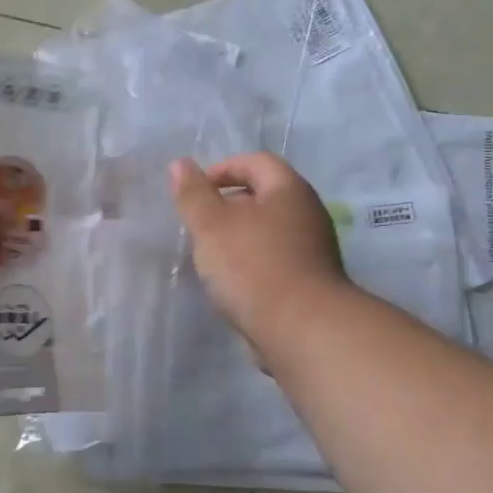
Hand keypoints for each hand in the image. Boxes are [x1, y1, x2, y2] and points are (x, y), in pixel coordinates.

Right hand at [169, 152, 349, 346]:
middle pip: (264, 195)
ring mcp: (313, 250)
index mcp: (289, 190)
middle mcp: (308, 214)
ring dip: (238, 237)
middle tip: (200, 224)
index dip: (223, 169)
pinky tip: (232, 283)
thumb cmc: (253, 267)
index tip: (196, 192)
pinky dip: (252, 263)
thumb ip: (193, 194)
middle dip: (228, 205)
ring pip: (269, 230)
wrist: (303, 330)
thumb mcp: (211, 225)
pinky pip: (275, 260)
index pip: (257, 161)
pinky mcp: (310, 282)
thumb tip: (179, 164)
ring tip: (211, 256)